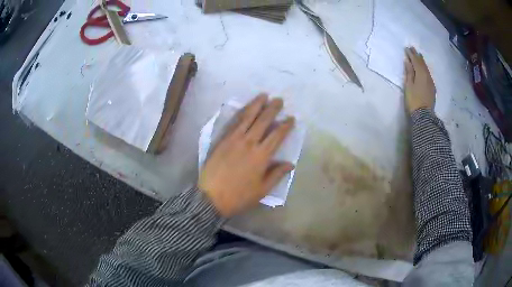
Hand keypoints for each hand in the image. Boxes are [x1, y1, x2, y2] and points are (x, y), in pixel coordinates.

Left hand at [198, 94, 295, 216]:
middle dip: (272, 109)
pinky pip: (233, 122)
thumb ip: (276, 174)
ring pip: (247, 117)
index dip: (285, 125)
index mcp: (261, 156)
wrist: (211, 197)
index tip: (291, 118)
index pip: (277, 135)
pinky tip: (245, 107)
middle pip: (263, 121)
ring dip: (256, 104)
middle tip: (279, 100)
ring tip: (263, 95)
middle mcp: (249, 143)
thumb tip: (290, 163)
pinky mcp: (222, 139)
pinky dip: (241, 113)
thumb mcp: (262, 190)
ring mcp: (234, 139)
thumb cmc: (239, 196)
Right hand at [404, 47, 435, 112]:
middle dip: (417, 56)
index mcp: (421, 74)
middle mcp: (427, 76)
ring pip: (426, 69)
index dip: (411, 54)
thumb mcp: (409, 86)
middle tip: (413, 49)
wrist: (424, 116)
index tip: (407, 48)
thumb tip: (408, 62)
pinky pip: (428, 74)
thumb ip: (409, 73)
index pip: (415, 61)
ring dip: (422, 62)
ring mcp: (431, 82)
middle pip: (422, 64)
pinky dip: (425, 69)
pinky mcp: (432, 88)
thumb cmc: (414, 100)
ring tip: (419, 56)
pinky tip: (424, 69)